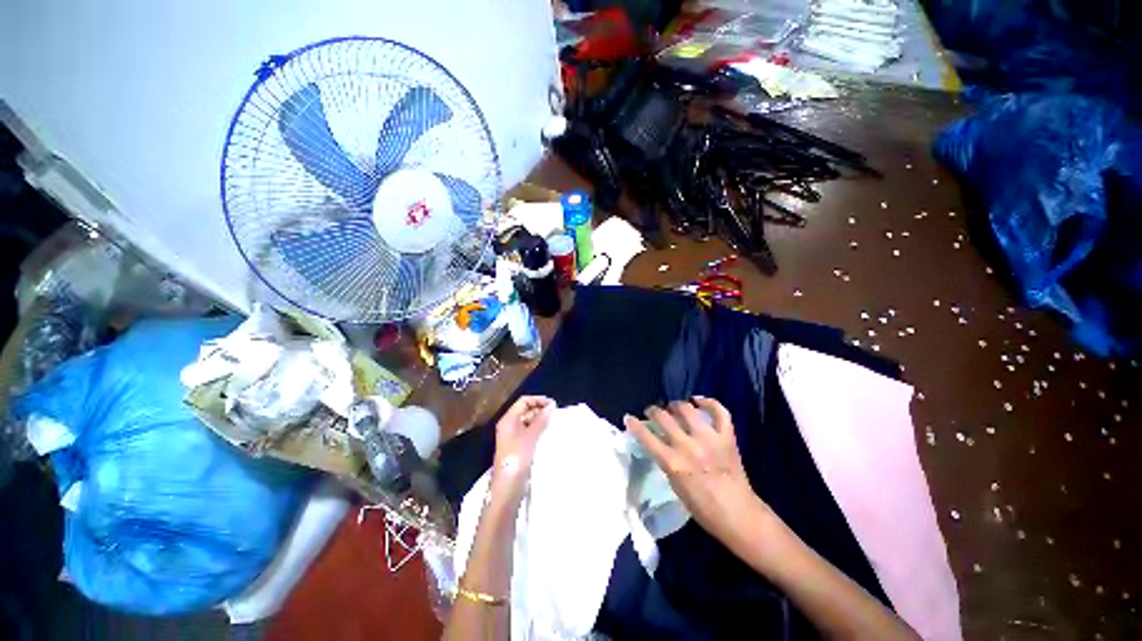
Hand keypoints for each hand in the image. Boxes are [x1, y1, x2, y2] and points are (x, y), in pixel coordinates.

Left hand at [490, 396, 553, 504]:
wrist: (507, 487)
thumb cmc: (517, 458)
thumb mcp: (530, 437)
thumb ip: (540, 420)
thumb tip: (551, 405)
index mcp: (508, 419)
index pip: (524, 401)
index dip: (538, 400)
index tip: (553, 405)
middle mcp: (509, 425)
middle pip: (525, 410)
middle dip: (540, 409)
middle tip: (555, 414)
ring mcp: (513, 436)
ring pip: (528, 421)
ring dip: (540, 420)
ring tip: (554, 423)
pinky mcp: (518, 446)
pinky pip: (529, 432)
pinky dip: (538, 430)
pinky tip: (548, 434)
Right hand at [624, 397, 766, 543]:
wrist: (739, 515)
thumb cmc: (703, 508)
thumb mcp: (675, 485)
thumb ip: (666, 460)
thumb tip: (658, 442)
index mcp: (673, 463)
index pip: (647, 436)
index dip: (634, 424)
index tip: (629, 417)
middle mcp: (689, 446)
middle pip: (664, 417)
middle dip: (653, 411)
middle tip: (652, 412)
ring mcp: (709, 439)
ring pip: (687, 409)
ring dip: (676, 405)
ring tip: (673, 407)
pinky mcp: (727, 437)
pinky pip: (719, 412)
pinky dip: (709, 402)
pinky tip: (698, 400)